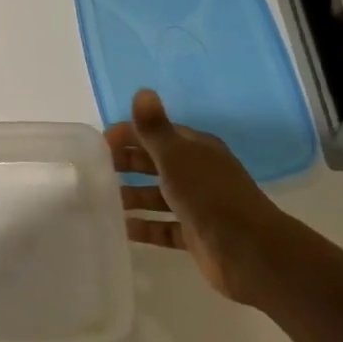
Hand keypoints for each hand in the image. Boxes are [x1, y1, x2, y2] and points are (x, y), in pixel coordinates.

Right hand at [105, 88, 294, 303]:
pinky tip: (121, 228)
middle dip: (126, 164)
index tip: (99, 144)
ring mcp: (197, 206)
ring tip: (100, 200)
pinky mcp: (195, 235)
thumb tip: (142, 90)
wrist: (248, 251)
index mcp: (196, 149)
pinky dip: (144, 227)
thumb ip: (154, 127)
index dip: (129, 134)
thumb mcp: (176, 156)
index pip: (157, 133)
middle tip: (93, 171)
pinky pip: (163, 227)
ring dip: (131, 196)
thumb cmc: (208, 195)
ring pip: (157, 196)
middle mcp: (197, 174)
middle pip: (155, 164)